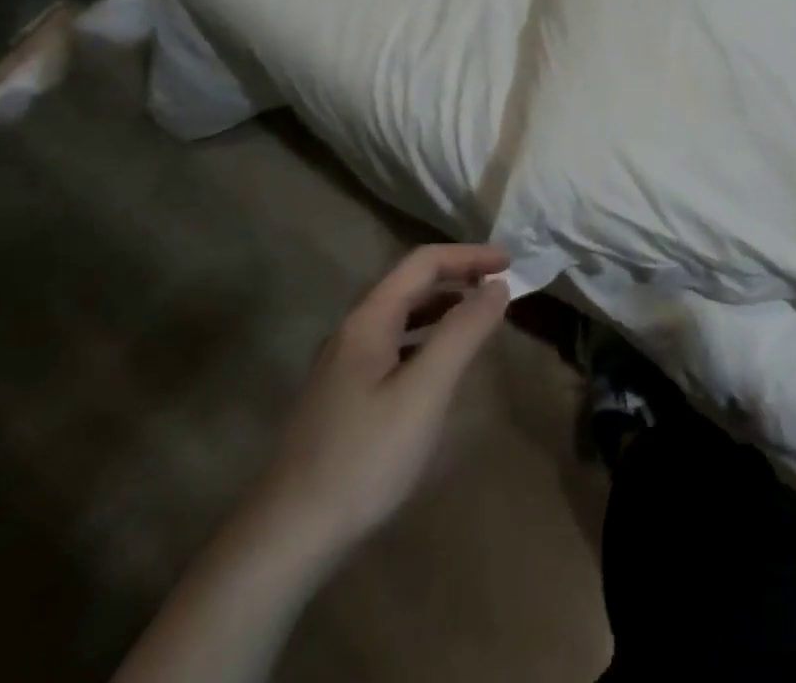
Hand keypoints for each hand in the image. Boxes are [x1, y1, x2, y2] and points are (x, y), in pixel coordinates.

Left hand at [242, 244, 511, 569]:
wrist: (285, 541)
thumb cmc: (363, 458)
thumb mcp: (424, 392)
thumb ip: (463, 332)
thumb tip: (497, 285)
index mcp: (368, 320)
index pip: (423, 262)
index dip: (469, 255)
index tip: (510, 263)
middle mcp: (352, 332)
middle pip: (409, 283)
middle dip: (457, 276)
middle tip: (499, 286)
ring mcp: (342, 366)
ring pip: (400, 315)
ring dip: (442, 306)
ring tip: (478, 318)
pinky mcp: (342, 397)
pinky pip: (393, 345)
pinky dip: (425, 337)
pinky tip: (439, 365)